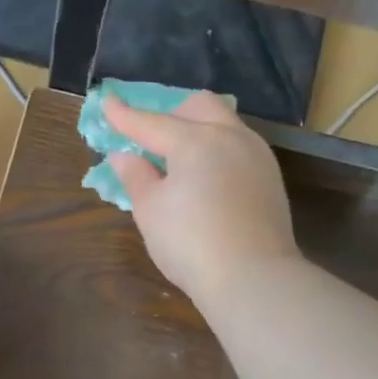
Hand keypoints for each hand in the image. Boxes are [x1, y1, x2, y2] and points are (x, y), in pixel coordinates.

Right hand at [104, 92, 299, 304]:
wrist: (252, 277)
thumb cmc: (190, 243)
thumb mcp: (150, 211)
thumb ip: (135, 176)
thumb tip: (124, 156)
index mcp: (195, 140)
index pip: (151, 122)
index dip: (124, 115)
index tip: (106, 101)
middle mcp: (230, 137)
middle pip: (199, 107)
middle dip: (173, 113)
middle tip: (154, 137)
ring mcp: (256, 156)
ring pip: (225, 124)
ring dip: (200, 130)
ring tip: (181, 159)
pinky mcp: (271, 179)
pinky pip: (239, 148)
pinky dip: (218, 151)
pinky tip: (208, 178)